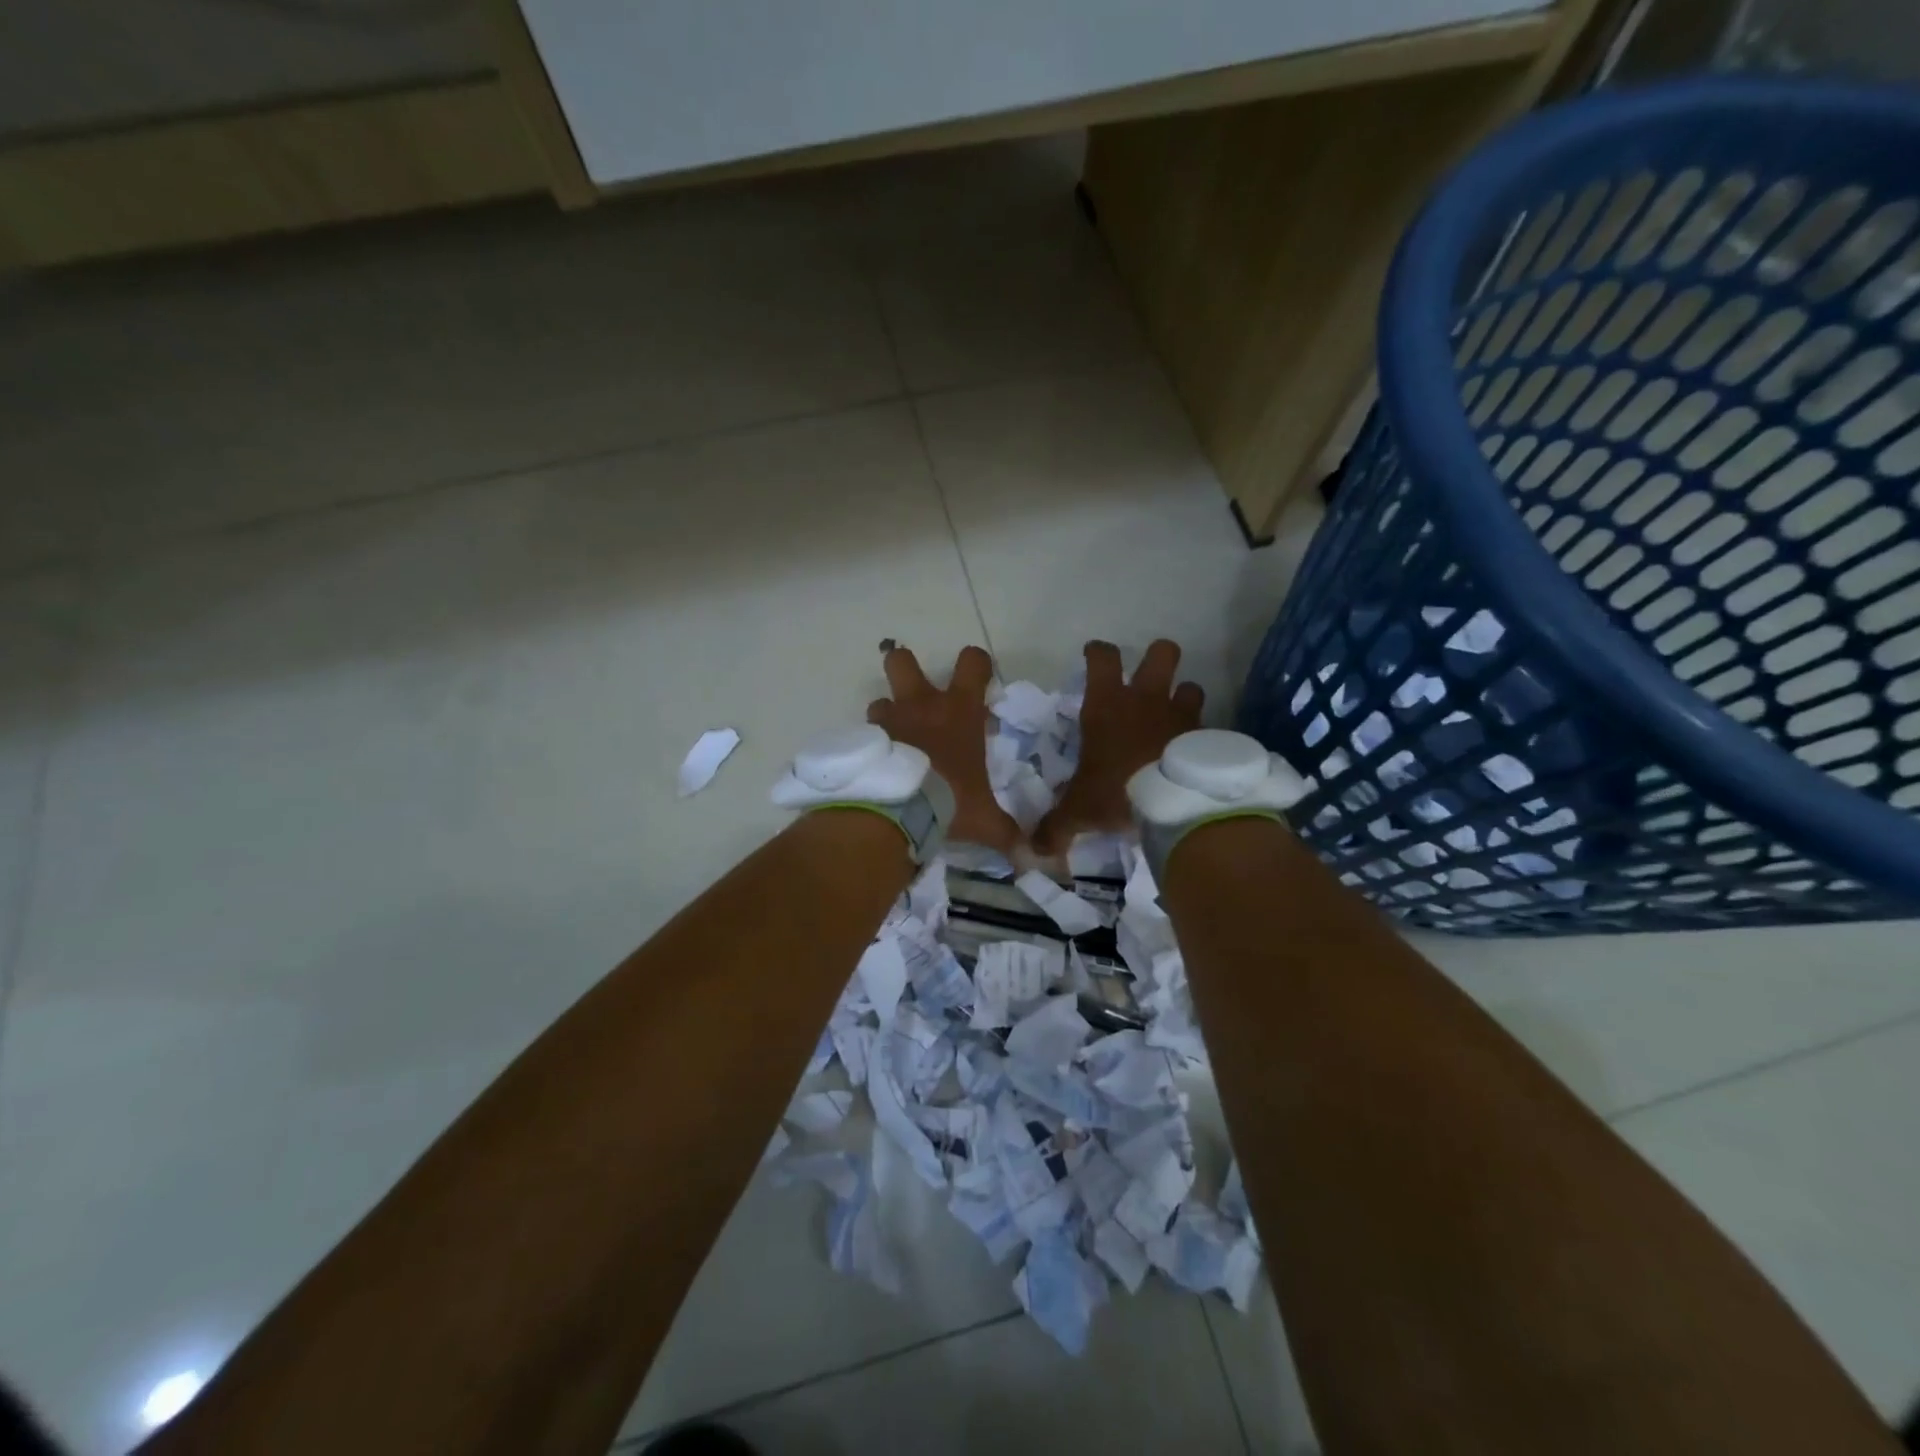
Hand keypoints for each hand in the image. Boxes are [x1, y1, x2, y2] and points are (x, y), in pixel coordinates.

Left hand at [868, 645, 1021, 853]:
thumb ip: (1007, 834)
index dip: (976, 665)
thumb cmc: (950, 800)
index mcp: (959, 711)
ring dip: (886, 716)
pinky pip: (865, 734)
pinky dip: (871, 747)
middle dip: (906, 668)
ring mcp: (887, 720)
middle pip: (902, 660)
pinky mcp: (863, 741)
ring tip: (894, 743)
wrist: (898, 810)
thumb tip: (1032, 859)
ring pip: (879, 700)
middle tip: (915, 695)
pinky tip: (877, 769)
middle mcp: (920, 705)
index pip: (972, 662)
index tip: (979, 680)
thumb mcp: (984, 820)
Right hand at [1032, 639, 1203, 855]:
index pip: (1102, 658)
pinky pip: (1207, 726)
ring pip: (1190, 686)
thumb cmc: (1118, 790)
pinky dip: (1201, 736)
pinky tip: (1193, 755)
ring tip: (1175, 718)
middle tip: (1149, 678)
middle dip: (1157, 657)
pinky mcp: (1207, 736)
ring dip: (1183, 697)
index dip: (1098, 652)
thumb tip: (1034, 851)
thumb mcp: (1079, 811)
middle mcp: (1146, 699)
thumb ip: (1056, 827)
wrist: (1176, 802)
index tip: (1094, 655)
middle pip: (1162, 652)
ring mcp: (1181, 714)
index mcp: (1107, 705)